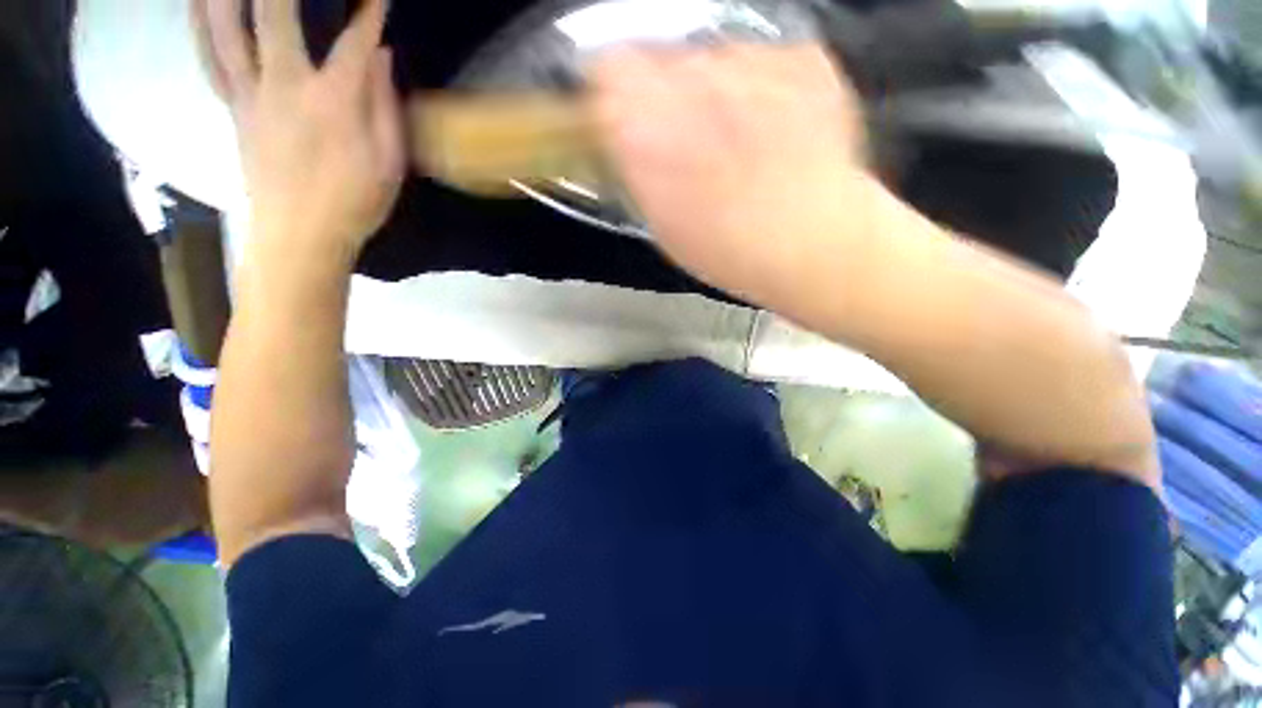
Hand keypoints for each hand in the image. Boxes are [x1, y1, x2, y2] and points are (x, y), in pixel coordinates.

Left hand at [197, 0, 402, 265]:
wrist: (299, 236)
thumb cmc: (354, 204)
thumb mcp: (389, 164)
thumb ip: (385, 108)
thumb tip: (382, 59)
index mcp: (333, 103)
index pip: (353, 42)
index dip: (367, 12)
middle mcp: (285, 85)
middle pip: (274, 14)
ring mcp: (251, 94)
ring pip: (227, 28)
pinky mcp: (233, 109)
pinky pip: (211, 57)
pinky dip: (201, 24)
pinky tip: (201, 3)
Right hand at [588, 44, 878, 304]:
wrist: (814, 245)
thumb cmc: (727, 250)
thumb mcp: (662, 222)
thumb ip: (637, 169)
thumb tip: (627, 140)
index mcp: (646, 125)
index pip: (608, 71)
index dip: (618, 96)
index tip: (629, 119)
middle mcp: (690, 77)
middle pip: (662, 60)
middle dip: (668, 96)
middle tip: (690, 140)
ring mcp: (750, 59)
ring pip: (713, 59)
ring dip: (717, 93)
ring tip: (740, 144)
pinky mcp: (799, 58)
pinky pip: (763, 63)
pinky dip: (762, 90)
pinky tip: (775, 133)